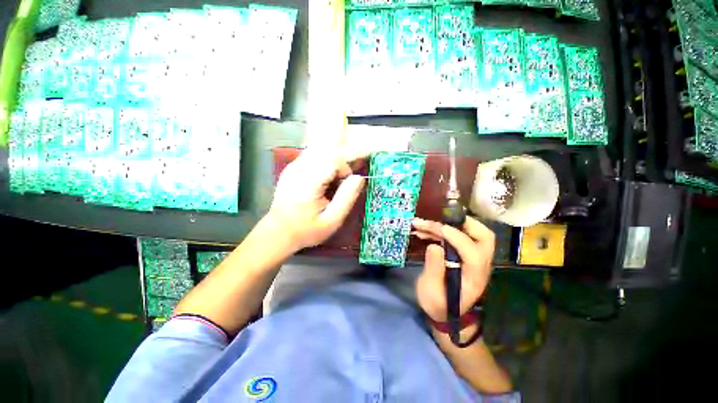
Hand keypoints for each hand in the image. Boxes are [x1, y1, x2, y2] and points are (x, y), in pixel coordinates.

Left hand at [268, 148, 365, 250]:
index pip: (333, 160)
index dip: (345, 170)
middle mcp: (298, 169)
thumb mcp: (332, 220)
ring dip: (331, 164)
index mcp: (308, 182)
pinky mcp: (292, 167)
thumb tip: (359, 178)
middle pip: (327, 152)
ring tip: (330, 182)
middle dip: (339, 165)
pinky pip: (312, 155)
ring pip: (320, 151)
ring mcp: (293, 166)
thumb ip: (347, 198)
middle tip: (338, 184)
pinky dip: (323, 164)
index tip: (344, 186)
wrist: (278, 232)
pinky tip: (321, 181)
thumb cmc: (307, 229)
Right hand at [412, 216, 494, 321]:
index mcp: (475, 277)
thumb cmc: (439, 305)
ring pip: (472, 233)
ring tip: (423, 224)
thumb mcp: (431, 292)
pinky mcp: (466, 255)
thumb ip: (433, 269)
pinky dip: (443, 230)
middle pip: (484, 236)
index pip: (472, 251)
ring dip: (448, 224)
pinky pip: (459, 236)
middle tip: (439, 218)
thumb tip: (434, 245)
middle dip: (462, 223)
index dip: (454, 236)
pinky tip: (425, 231)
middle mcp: (480, 265)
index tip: (433, 228)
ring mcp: (475, 258)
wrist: (446, 313)